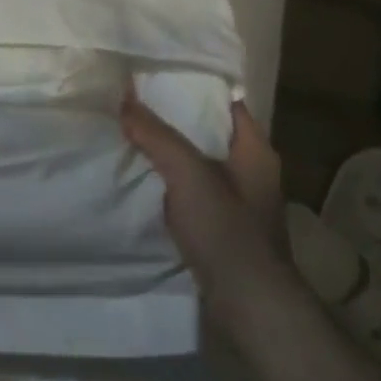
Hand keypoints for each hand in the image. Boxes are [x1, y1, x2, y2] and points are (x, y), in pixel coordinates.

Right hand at [122, 92, 295, 334]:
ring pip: (198, 160)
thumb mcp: (188, 174)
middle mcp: (251, 169)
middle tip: (136, 98)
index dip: (196, 84)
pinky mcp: (222, 226)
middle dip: (174, 116)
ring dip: (170, 149)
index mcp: (255, 149)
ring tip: (132, 130)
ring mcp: (238, 200)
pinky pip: (192, 189)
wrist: (250, 307)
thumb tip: (125, 99)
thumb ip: (156, 135)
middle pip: (209, 130)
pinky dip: (170, 179)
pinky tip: (143, 175)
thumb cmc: (227, 230)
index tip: (159, 73)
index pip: (226, 101)